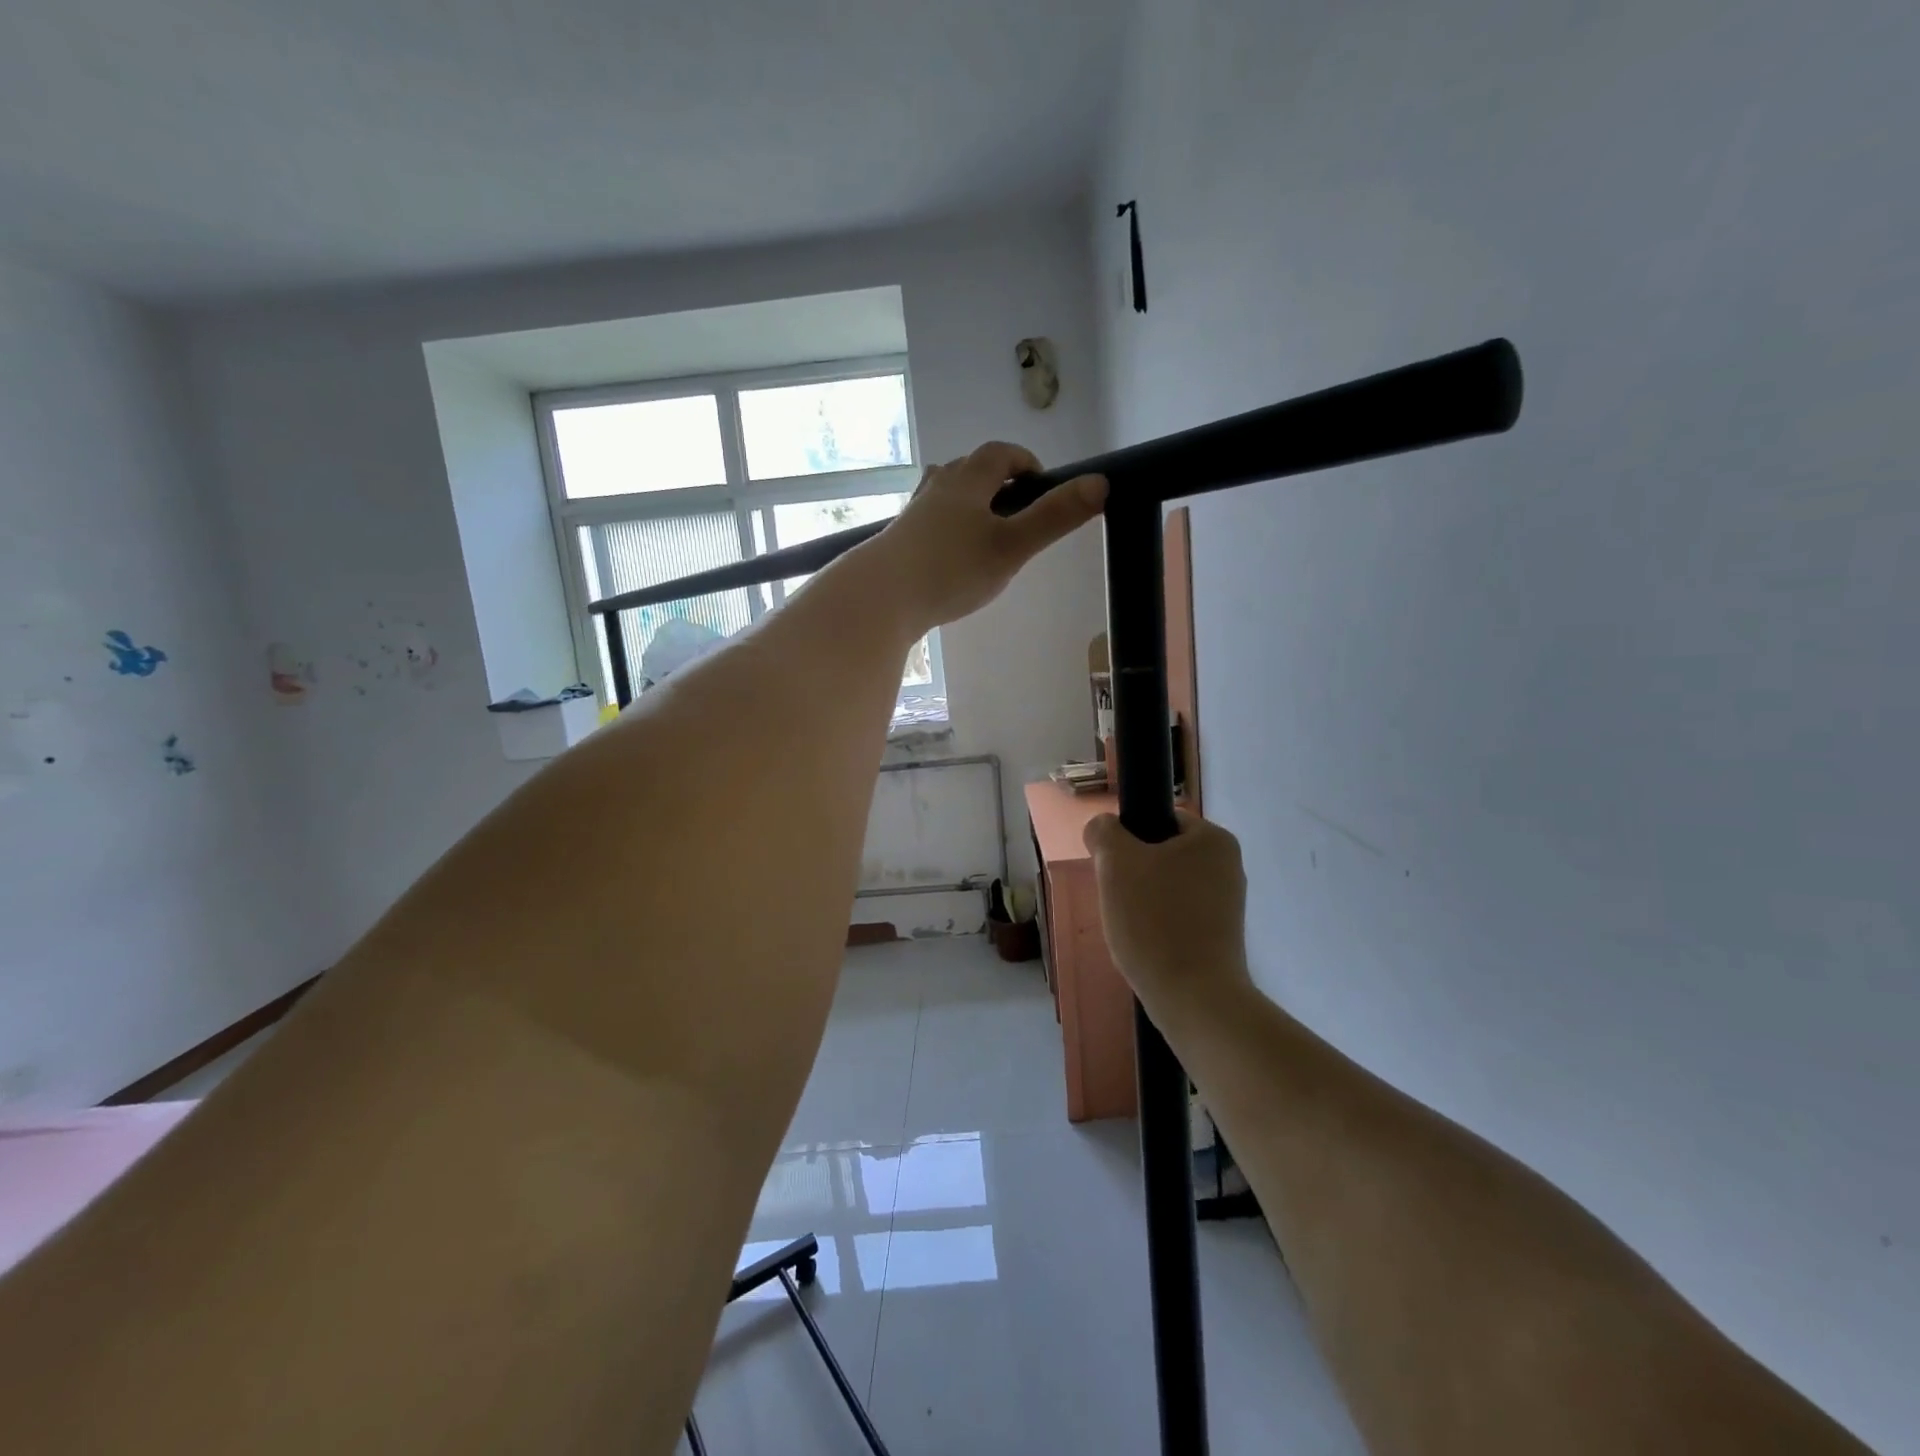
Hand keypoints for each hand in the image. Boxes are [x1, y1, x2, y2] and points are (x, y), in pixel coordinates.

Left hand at [873, 442, 1105, 628]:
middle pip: (970, 469)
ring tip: (986, 533)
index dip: (1025, 462)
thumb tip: (1100, 483)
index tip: (1043, 485)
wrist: (879, 597)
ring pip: (945, 495)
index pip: (1000, 454)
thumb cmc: (950, 569)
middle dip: (998, 482)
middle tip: (1019, 512)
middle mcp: (936, 489)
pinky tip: (951, 560)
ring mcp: (912, 515)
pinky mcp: (897, 542)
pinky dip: (947, 530)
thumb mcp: (1012, 546)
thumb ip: (1055, 518)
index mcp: (967, 481)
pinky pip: (928, 524)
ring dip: (969, 503)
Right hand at [1084, 810, 1253, 1023]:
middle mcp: (1229, 866)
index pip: (1159, 820)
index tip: (1113, 869)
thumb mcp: (1116, 863)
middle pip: (1160, 855)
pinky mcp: (1221, 936)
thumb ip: (1104, 832)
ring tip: (1131, 928)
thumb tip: (1103, 828)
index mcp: (1214, 839)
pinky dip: (1157, 926)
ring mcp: (1227, 904)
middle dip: (1133, 875)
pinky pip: (1177, 916)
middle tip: (1118, 900)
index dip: (1128, 840)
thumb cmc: (1155, 920)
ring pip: (1165, 888)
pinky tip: (1146, 946)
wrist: (1194, 998)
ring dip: (1141, 902)